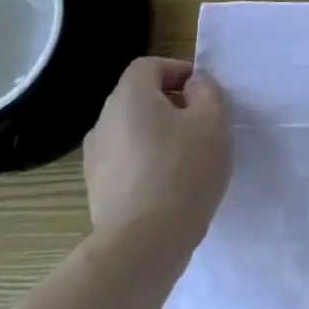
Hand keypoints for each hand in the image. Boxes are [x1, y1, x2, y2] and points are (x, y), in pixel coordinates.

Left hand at [84, 57, 230, 274]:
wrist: (144, 242)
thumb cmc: (185, 169)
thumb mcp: (213, 120)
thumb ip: (206, 91)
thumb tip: (191, 86)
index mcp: (129, 97)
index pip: (149, 66)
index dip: (178, 70)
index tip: (203, 91)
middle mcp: (104, 121)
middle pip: (138, 97)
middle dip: (170, 103)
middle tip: (201, 122)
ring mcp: (95, 157)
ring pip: (132, 130)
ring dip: (158, 133)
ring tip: (188, 155)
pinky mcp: (96, 188)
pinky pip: (126, 159)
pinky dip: (147, 160)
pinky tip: (170, 182)